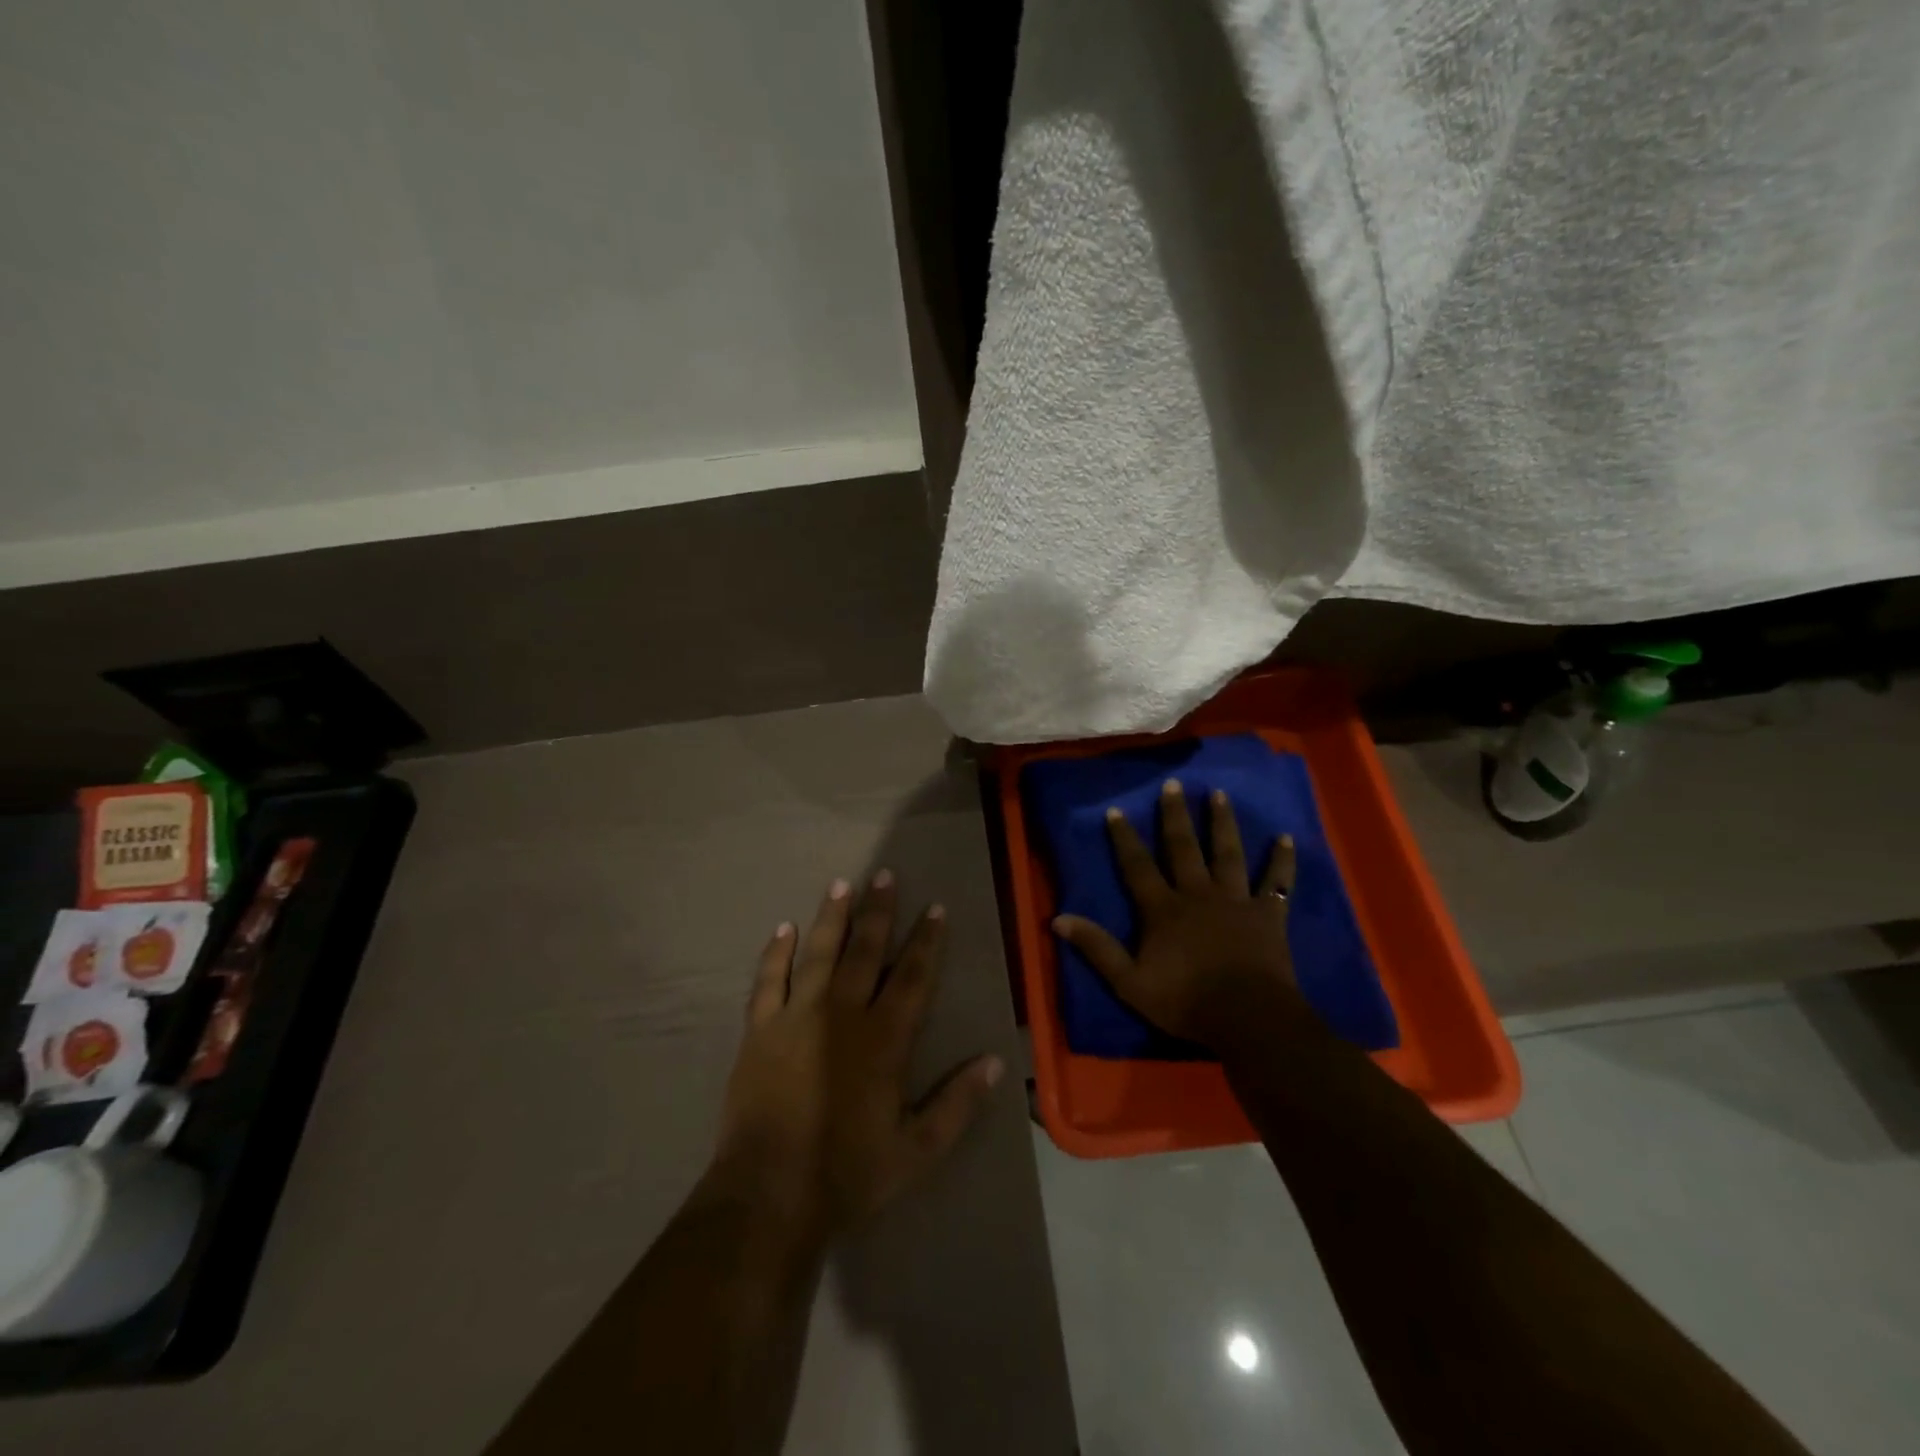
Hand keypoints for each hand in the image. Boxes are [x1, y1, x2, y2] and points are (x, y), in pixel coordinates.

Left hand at [711, 871, 1002, 1243]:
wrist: (769, 1195)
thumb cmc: (848, 1173)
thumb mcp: (917, 1149)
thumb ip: (958, 1103)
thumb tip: (996, 1062)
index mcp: (884, 1038)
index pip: (913, 976)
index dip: (927, 940)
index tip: (935, 907)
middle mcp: (843, 1013)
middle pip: (865, 950)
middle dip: (878, 912)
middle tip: (884, 875)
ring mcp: (797, 1016)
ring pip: (819, 953)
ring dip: (832, 917)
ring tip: (841, 884)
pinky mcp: (760, 1029)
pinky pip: (768, 980)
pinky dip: (776, 953)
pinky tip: (783, 928)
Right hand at [1053, 780, 1297, 1046]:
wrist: (1248, 1017)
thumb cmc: (1186, 1001)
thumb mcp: (1129, 982)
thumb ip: (1096, 947)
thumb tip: (1058, 918)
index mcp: (1163, 909)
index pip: (1138, 866)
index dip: (1125, 838)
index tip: (1117, 810)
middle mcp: (1198, 894)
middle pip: (1183, 848)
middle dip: (1175, 815)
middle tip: (1173, 784)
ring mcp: (1235, 900)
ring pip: (1227, 853)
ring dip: (1222, 823)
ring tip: (1219, 793)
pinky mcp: (1268, 914)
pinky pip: (1276, 882)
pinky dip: (1281, 860)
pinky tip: (1286, 838)